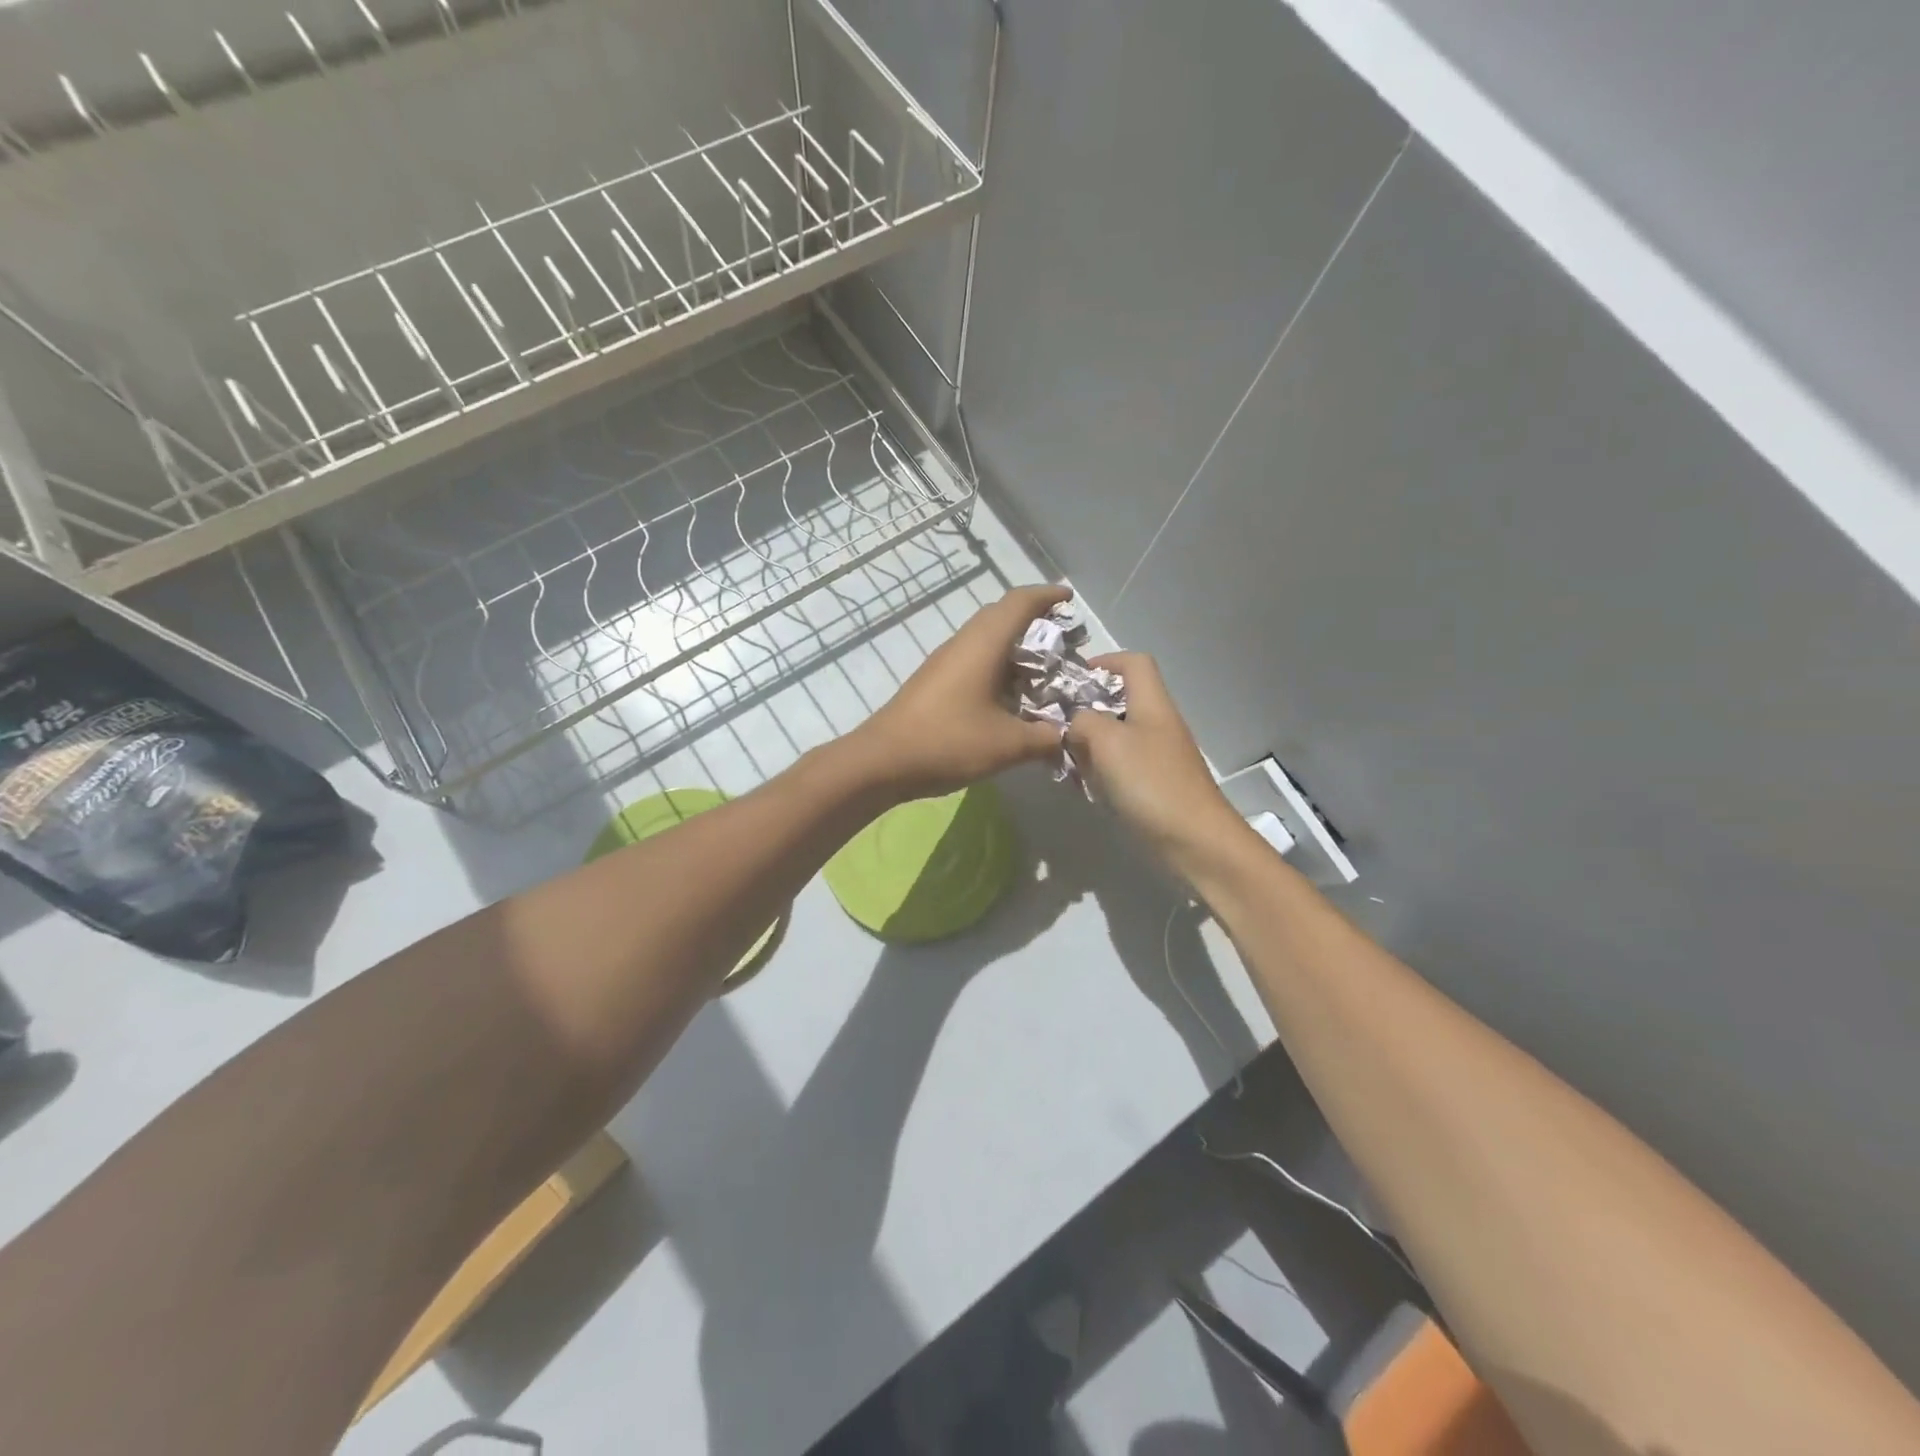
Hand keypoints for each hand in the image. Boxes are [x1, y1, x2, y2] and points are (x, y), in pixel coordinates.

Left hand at [856, 583, 1073, 799]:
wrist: (882, 761)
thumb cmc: (948, 742)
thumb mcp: (1007, 745)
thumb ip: (1044, 738)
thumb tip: (1067, 735)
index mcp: (983, 645)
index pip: (1019, 602)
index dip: (1047, 596)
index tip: (1070, 600)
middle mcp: (963, 644)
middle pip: (1002, 616)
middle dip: (1035, 622)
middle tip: (1065, 641)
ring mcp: (945, 662)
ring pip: (986, 640)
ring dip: (1016, 648)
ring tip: (1044, 671)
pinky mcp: (934, 682)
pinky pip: (974, 660)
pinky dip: (999, 667)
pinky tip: (1011, 696)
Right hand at [1064, 652, 1245, 871]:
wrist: (1195, 839)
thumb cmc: (1151, 782)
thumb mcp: (1107, 741)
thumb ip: (1083, 722)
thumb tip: (1075, 724)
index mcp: (1152, 704)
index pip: (1133, 663)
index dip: (1104, 662)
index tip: (1072, 680)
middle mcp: (1158, 724)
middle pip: (1122, 700)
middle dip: (1087, 709)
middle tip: (1057, 725)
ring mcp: (1159, 756)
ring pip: (1118, 735)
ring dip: (1090, 743)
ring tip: (1064, 758)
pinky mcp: (1156, 785)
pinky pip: (1122, 765)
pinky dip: (1101, 770)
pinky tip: (1084, 786)